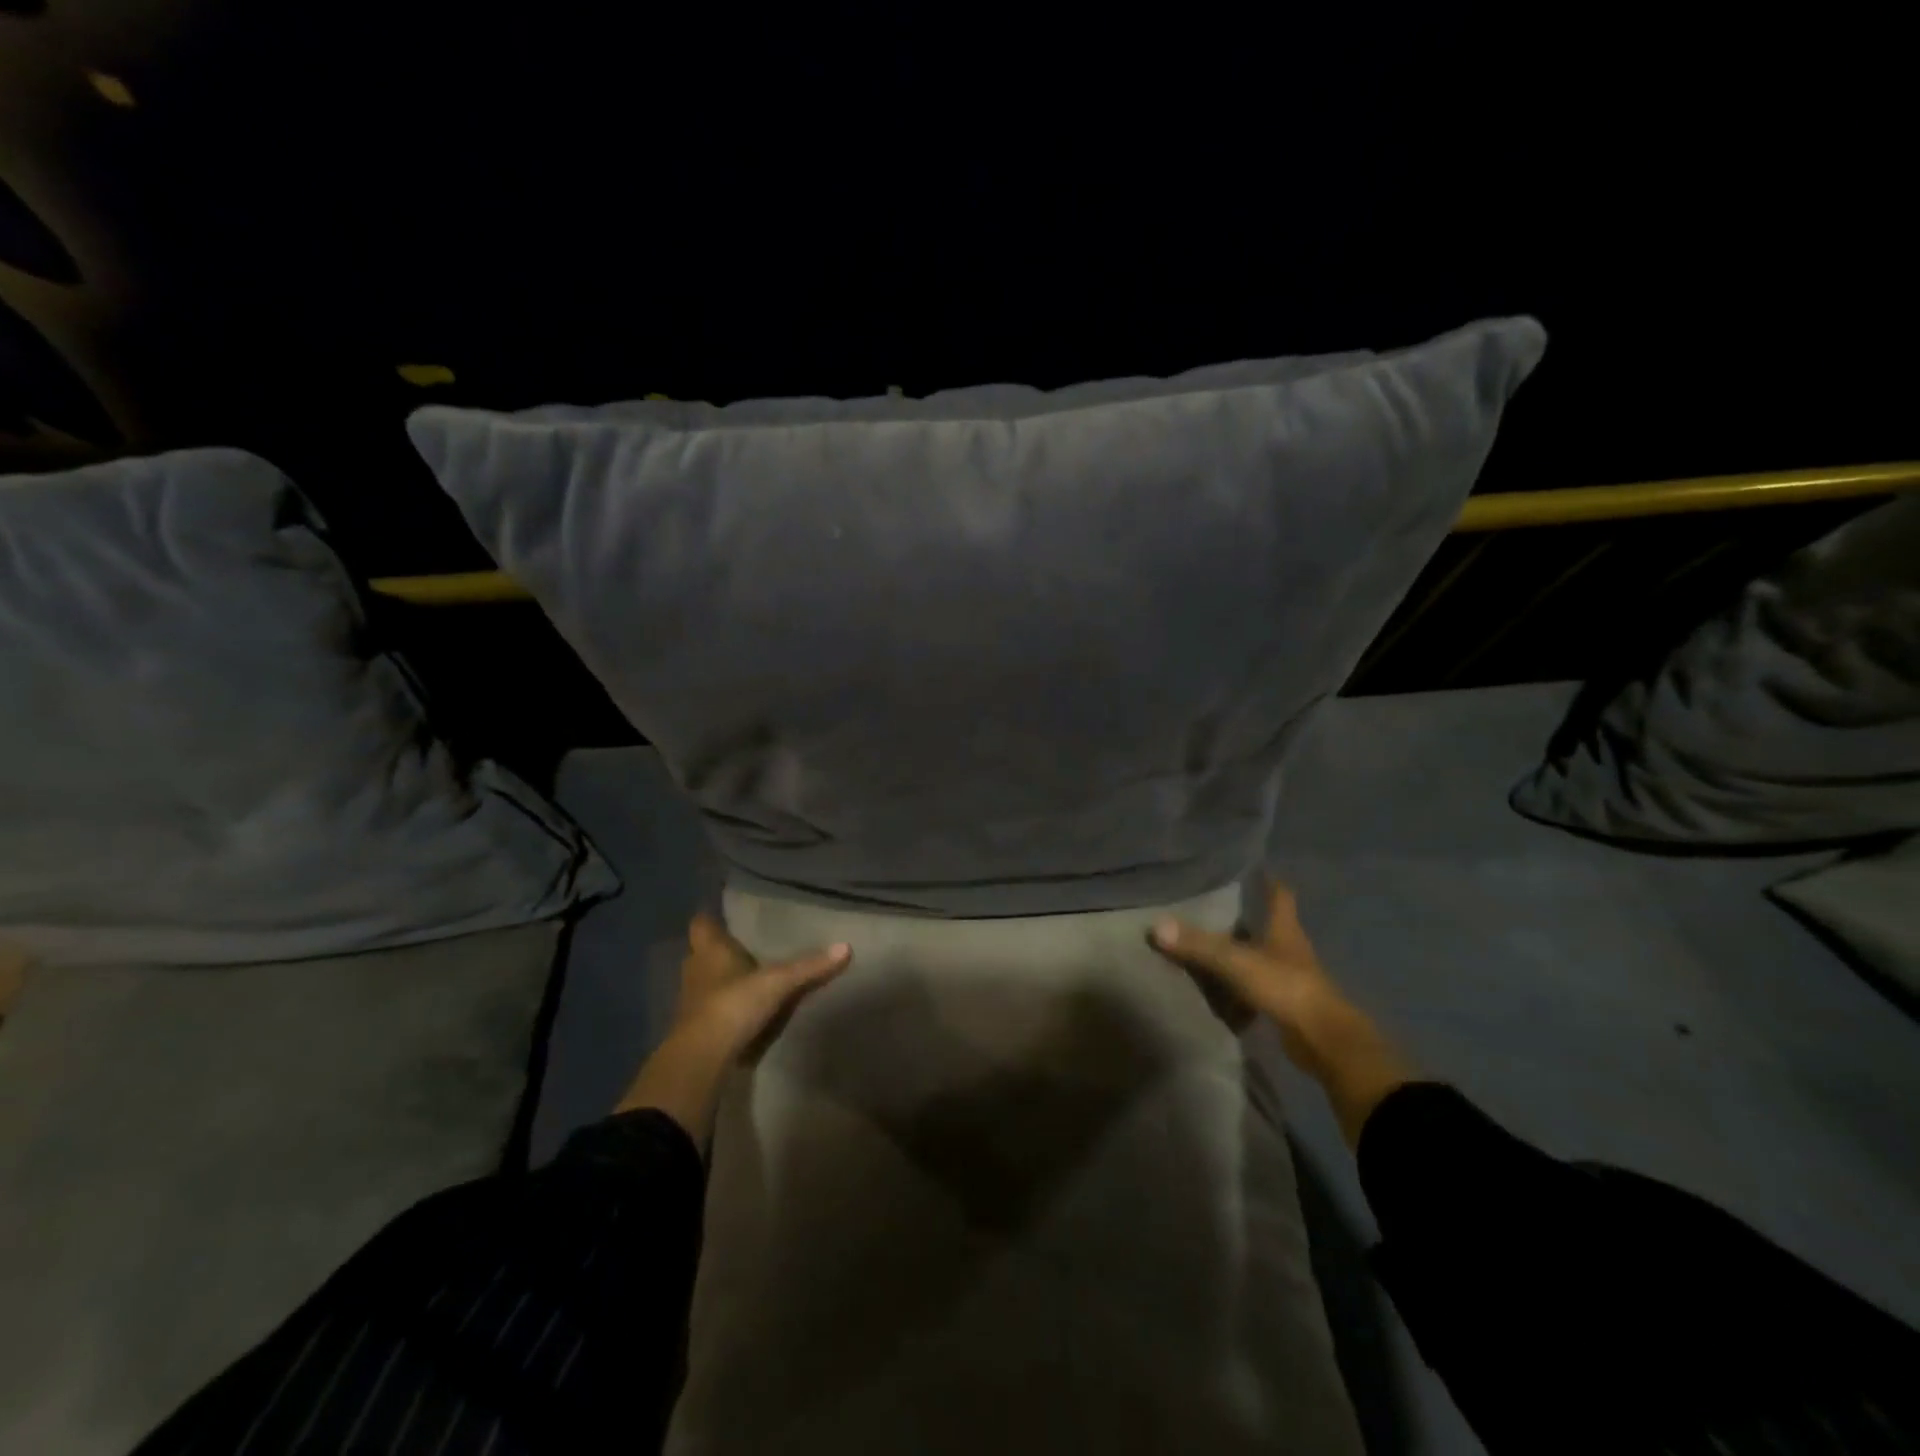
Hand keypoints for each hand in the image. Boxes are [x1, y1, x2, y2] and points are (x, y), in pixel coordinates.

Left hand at [615, 915, 851, 1144]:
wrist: (702, 1058)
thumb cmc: (733, 1004)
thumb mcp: (778, 982)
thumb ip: (809, 966)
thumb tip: (846, 946)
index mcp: (709, 951)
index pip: (700, 924)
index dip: (711, 919)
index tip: (725, 916)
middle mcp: (695, 970)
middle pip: (701, 952)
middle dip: (718, 950)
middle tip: (744, 946)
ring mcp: (691, 1001)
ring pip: (703, 981)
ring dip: (719, 979)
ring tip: (746, 977)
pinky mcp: (694, 1028)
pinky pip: (708, 1008)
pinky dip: (722, 1006)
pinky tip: (742, 1009)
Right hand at [1149, 883, 1342, 1061]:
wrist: (1325, 1042)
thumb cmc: (1286, 988)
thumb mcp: (1237, 963)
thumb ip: (1198, 945)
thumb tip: (1156, 926)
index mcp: (1285, 929)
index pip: (1280, 896)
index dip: (1269, 881)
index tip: (1256, 869)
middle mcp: (1289, 949)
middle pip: (1267, 926)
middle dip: (1243, 918)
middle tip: (1210, 907)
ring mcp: (1289, 979)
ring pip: (1259, 958)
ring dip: (1239, 954)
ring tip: (1206, 946)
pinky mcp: (1285, 1006)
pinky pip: (1255, 989)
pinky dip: (1238, 988)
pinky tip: (1216, 990)